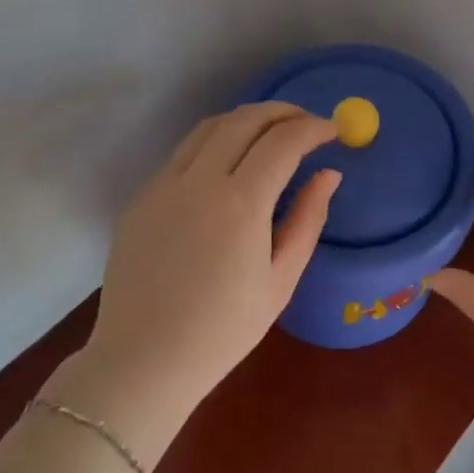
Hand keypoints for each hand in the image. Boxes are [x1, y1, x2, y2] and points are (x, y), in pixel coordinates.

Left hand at [57, 103, 340, 442]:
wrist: (144, 360)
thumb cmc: (224, 330)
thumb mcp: (281, 279)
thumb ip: (308, 219)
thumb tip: (329, 174)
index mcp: (240, 204)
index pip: (283, 141)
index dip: (313, 128)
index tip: (333, 132)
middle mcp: (198, 181)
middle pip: (244, 119)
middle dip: (282, 112)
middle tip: (306, 122)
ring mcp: (162, 185)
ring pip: (208, 127)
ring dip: (246, 120)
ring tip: (270, 133)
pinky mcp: (141, 197)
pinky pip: (182, 153)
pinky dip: (214, 143)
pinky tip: (228, 164)